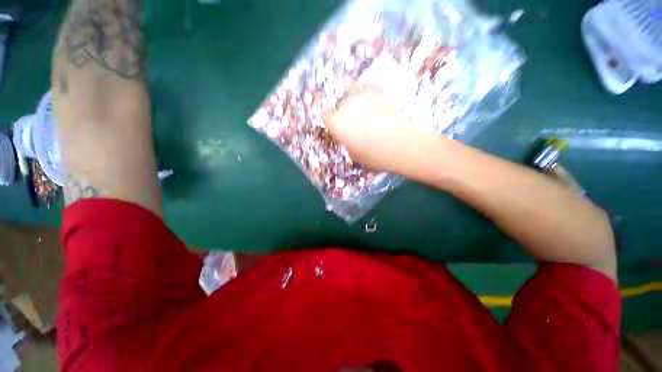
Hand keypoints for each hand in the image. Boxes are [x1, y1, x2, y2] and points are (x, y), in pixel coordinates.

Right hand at [325, 88, 441, 175]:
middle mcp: (346, 105)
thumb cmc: (375, 155)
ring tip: (364, 112)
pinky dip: (369, 95)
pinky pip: (368, 89)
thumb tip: (350, 138)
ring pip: (352, 91)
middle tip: (353, 123)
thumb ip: (348, 143)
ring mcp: (363, 95)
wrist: (402, 144)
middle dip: (343, 113)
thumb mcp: (355, 155)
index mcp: (337, 123)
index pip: (326, 117)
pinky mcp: (379, 91)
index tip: (338, 130)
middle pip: (339, 104)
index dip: (332, 124)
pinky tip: (376, 105)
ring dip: (355, 101)